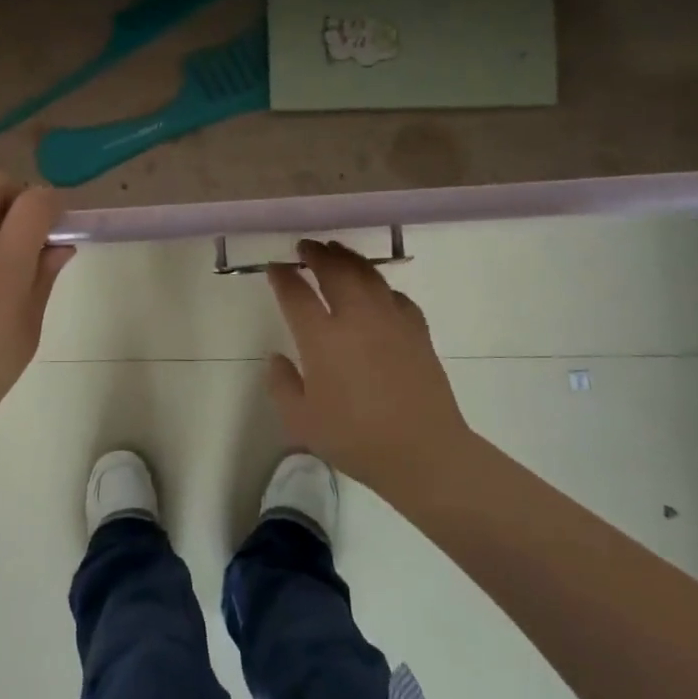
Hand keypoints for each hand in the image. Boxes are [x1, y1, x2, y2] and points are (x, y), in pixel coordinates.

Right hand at [266, 239, 469, 495]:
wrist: (423, 452)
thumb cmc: (355, 439)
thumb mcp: (301, 420)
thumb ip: (281, 384)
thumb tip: (277, 357)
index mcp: (322, 338)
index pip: (296, 294)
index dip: (282, 277)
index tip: (274, 266)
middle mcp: (356, 318)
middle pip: (335, 271)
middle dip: (316, 254)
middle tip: (305, 246)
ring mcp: (391, 321)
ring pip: (368, 275)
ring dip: (348, 259)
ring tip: (336, 251)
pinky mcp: (418, 331)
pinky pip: (396, 296)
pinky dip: (381, 286)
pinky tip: (377, 290)